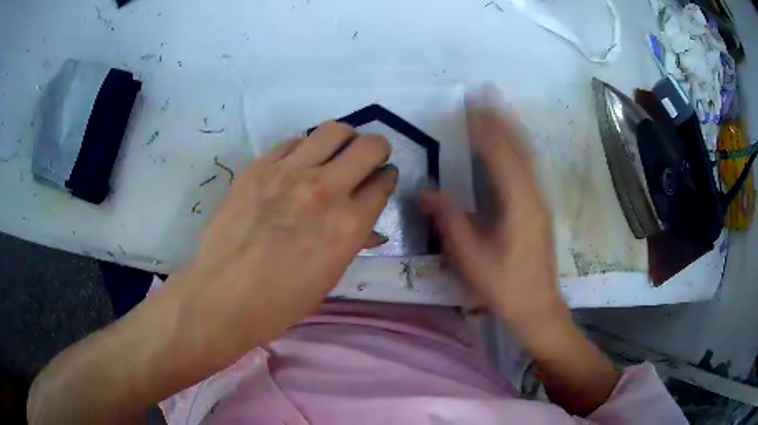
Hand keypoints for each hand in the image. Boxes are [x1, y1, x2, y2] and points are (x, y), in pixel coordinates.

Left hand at [168, 122, 396, 363]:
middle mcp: (326, 189)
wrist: (223, 294)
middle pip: (370, 145)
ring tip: (333, 155)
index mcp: (349, 224)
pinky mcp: (259, 165)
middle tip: (364, 162)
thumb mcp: (329, 276)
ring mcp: (290, 172)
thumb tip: (366, 226)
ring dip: (343, 140)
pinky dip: (304, 149)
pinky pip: (293, 141)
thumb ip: (353, 241)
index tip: (379, 180)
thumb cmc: (281, 300)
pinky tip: (296, 166)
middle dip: (375, 150)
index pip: (383, 181)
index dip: (386, 178)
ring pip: (334, 130)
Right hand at [421, 87, 568, 338]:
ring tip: (497, 107)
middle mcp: (534, 195)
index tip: (468, 105)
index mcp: (518, 204)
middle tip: (484, 93)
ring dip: (512, 128)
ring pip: (528, 154)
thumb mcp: (472, 259)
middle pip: (519, 147)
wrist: (538, 307)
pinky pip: (530, 167)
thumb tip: (428, 190)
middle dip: (501, 118)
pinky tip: (512, 142)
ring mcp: (541, 201)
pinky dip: (519, 146)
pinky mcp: (541, 208)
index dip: (484, 127)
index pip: (500, 155)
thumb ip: (451, 221)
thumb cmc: (504, 286)